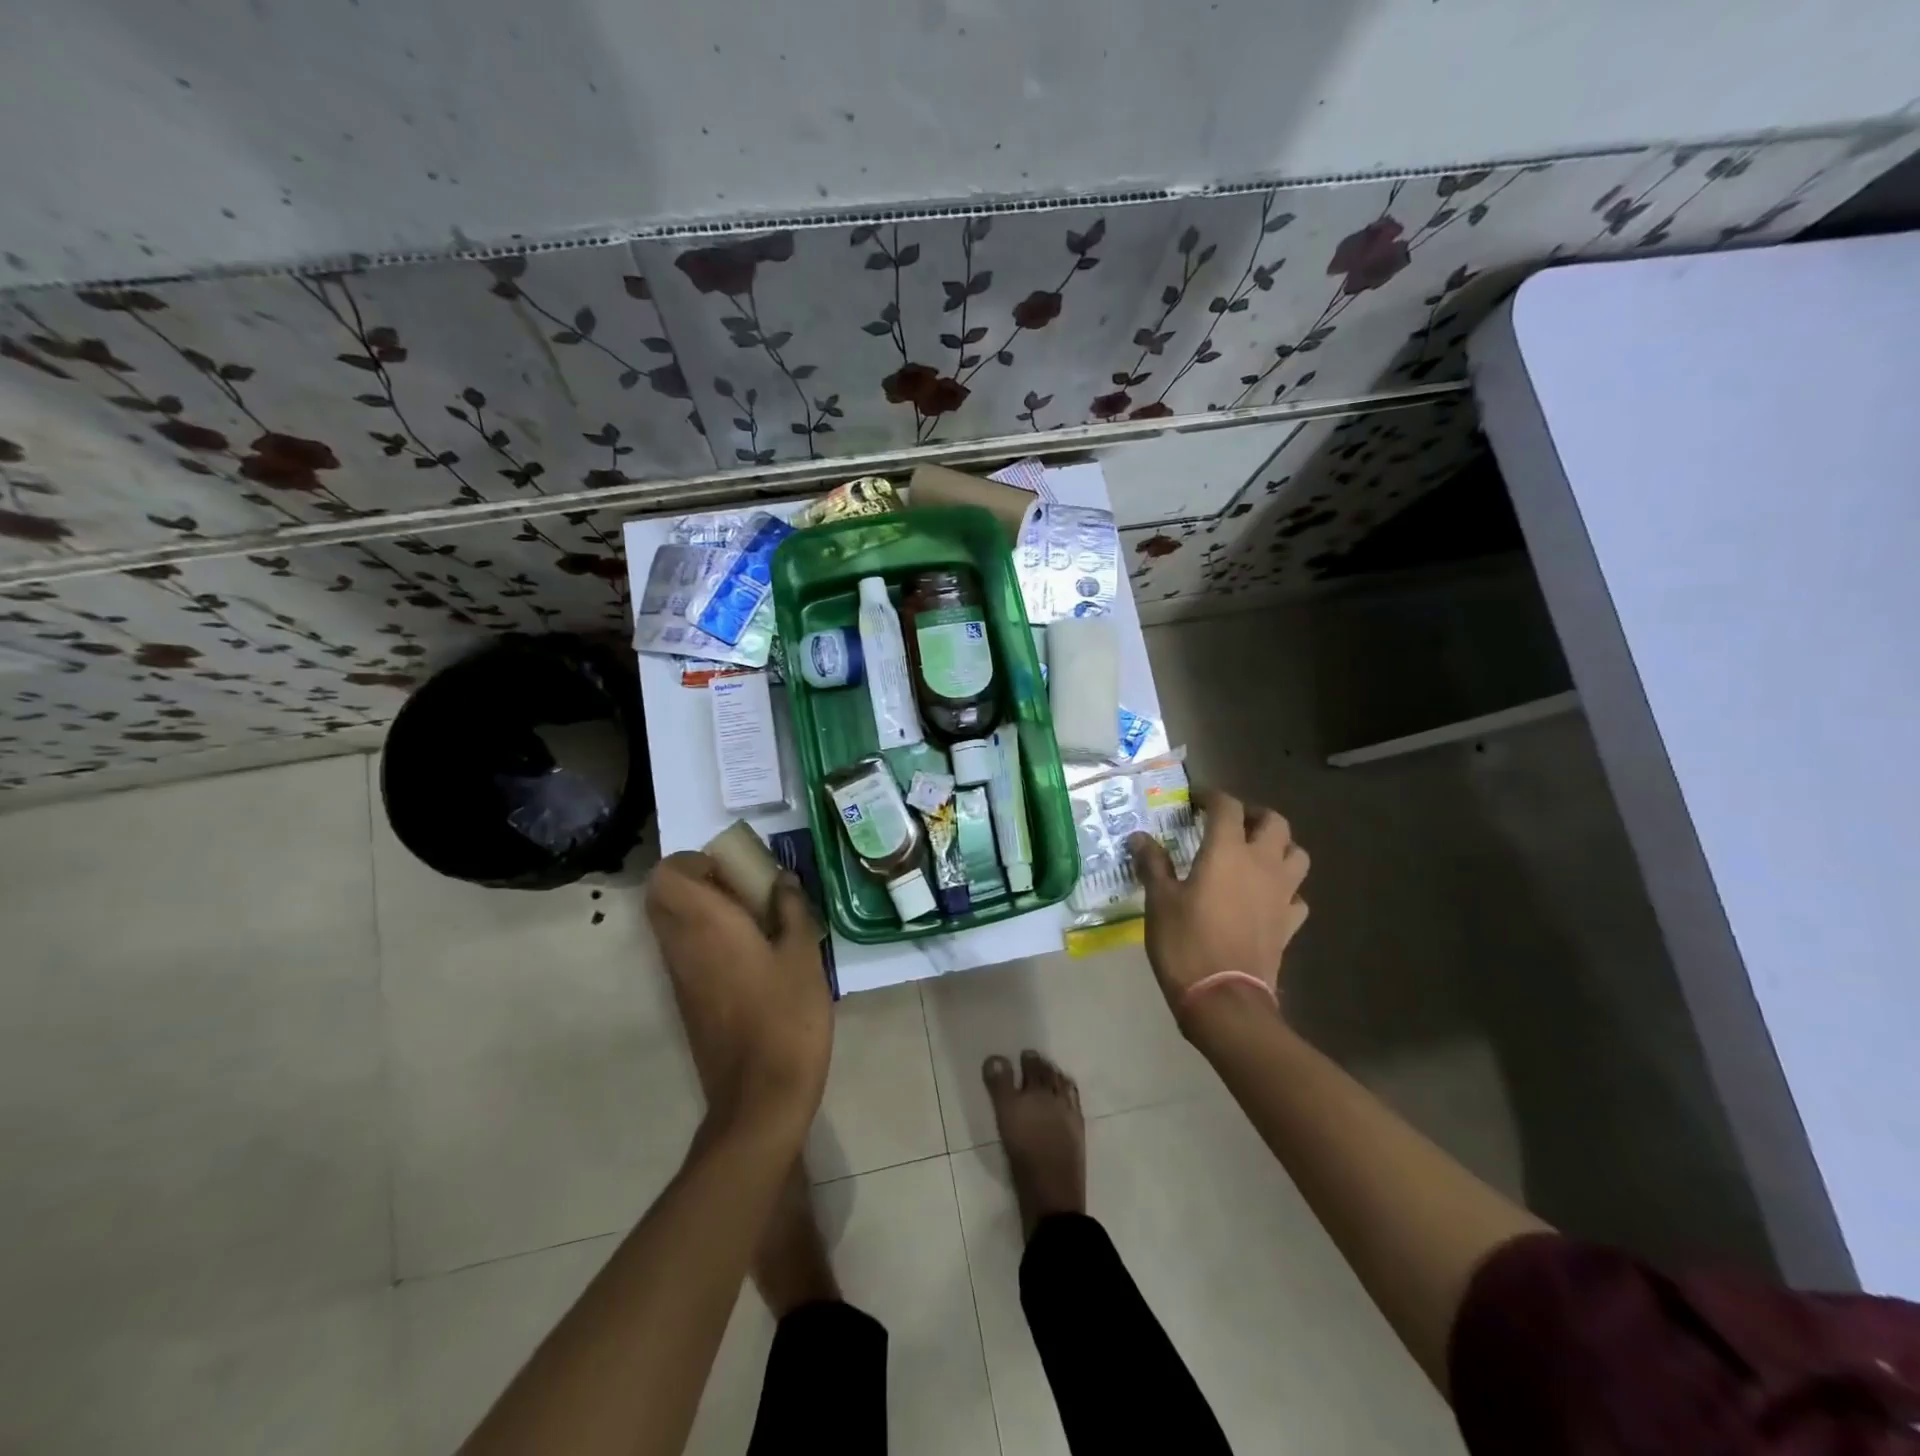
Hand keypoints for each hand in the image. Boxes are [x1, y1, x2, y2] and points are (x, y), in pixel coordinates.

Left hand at [645, 851, 831, 1136]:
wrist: (760, 1095)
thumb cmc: (786, 1016)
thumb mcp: (803, 954)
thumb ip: (791, 909)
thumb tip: (781, 880)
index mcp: (705, 924)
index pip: (668, 874)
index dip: (696, 862)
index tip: (736, 870)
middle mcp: (681, 945)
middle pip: (664, 896)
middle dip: (700, 882)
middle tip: (746, 890)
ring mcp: (680, 977)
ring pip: (674, 925)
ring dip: (705, 911)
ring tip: (757, 921)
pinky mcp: (687, 1001)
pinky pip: (687, 952)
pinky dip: (709, 939)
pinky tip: (754, 956)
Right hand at [1129, 791, 1309, 1028]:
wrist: (1224, 999)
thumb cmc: (1185, 942)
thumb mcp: (1159, 901)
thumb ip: (1152, 864)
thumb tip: (1139, 837)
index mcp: (1227, 851)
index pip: (1227, 806)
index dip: (1211, 796)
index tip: (1194, 801)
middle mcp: (1261, 864)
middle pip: (1274, 822)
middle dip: (1253, 815)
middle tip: (1230, 824)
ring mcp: (1281, 894)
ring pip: (1296, 855)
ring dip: (1279, 847)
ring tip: (1255, 855)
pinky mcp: (1289, 924)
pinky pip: (1297, 896)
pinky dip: (1285, 890)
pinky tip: (1266, 898)